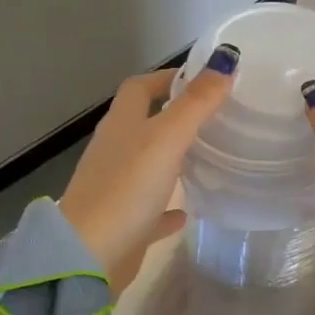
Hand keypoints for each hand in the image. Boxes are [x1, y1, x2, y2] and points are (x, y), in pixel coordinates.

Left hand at [58, 50, 237, 287]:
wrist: (88, 255)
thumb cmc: (127, 188)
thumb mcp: (167, 138)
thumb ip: (197, 102)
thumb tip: (225, 59)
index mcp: (121, 124)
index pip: (140, 87)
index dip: (167, 77)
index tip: (204, 78)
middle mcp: (115, 150)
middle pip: (143, 123)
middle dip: (174, 114)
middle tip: (214, 114)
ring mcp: (116, 187)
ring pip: (147, 163)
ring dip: (172, 157)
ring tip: (208, 155)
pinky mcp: (123, 222)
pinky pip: (150, 207)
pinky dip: (168, 205)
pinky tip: (189, 210)